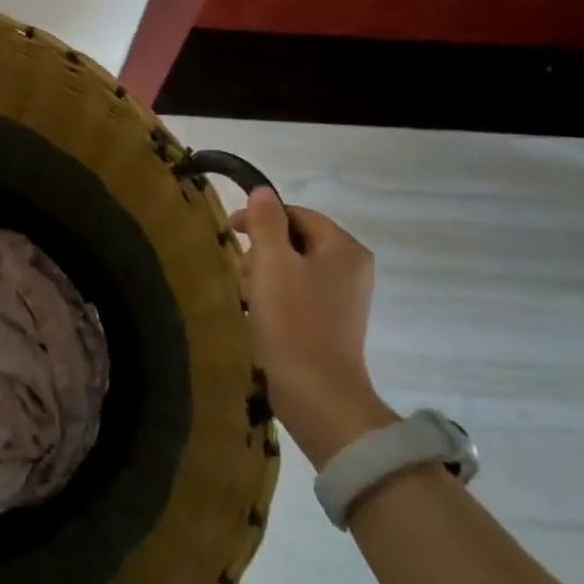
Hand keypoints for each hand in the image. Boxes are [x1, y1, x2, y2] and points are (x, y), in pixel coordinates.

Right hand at [231, 188, 396, 467]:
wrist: (316, 391)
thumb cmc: (293, 321)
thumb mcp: (271, 264)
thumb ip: (266, 223)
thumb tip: (263, 192)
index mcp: (344, 248)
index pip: (298, 214)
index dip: (262, 217)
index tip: (230, 230)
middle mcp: (352, 268)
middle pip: (298, 240)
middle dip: (264, 248)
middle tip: (239, 267)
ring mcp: (345, 298)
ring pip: (297, 267)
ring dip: (267, 273)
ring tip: (246, 292)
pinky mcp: (333, 323)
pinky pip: (300, 293)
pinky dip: (277, 295)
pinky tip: (258, 312)